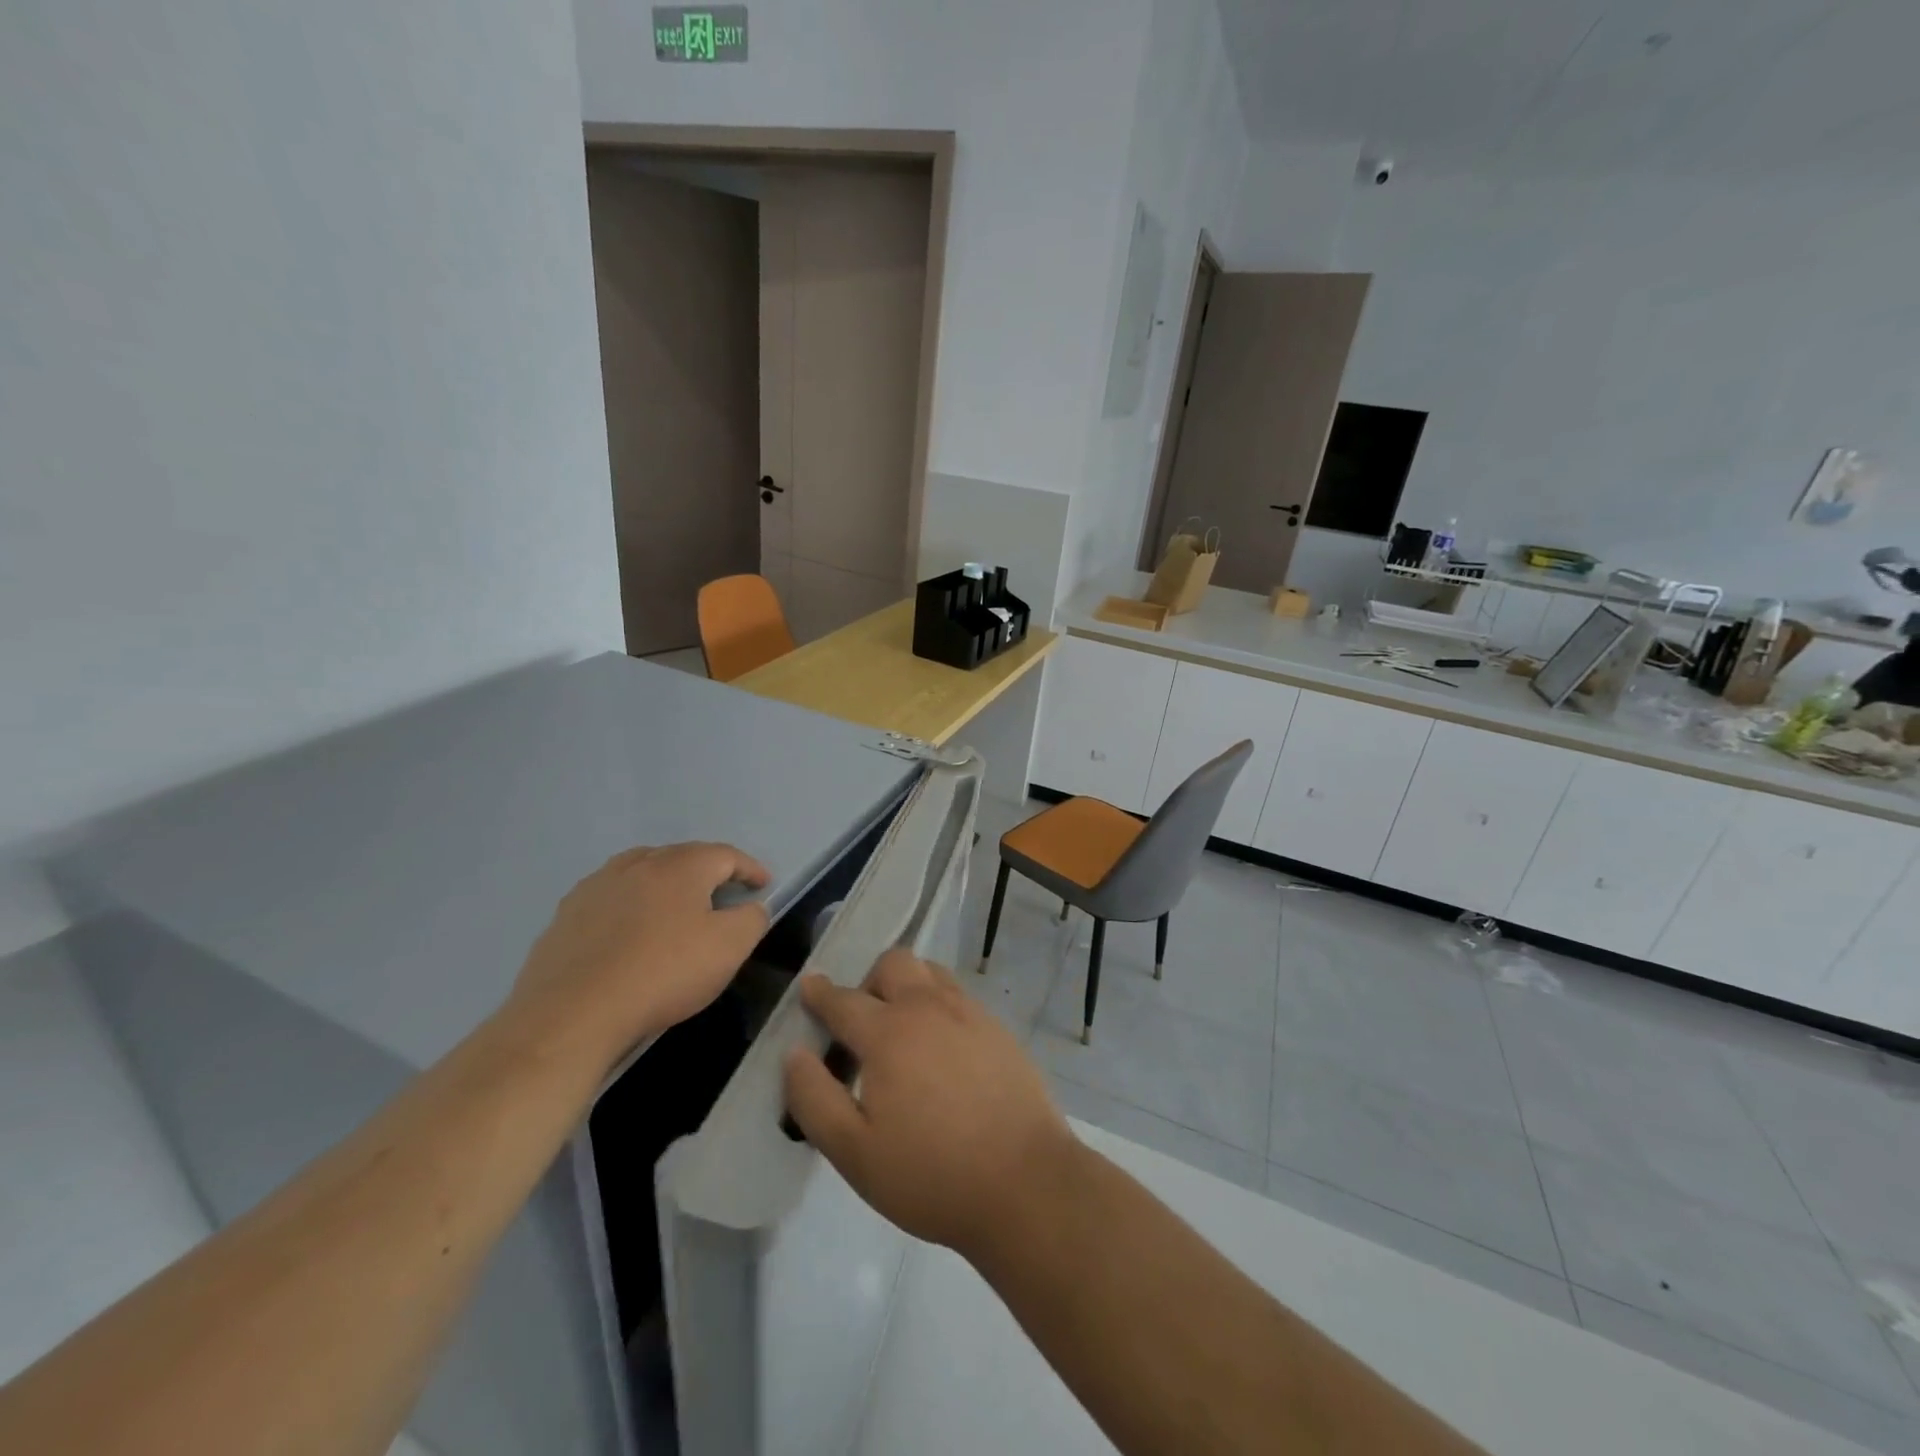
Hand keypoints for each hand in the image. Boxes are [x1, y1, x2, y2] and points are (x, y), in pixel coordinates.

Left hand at [505, 843, 770, 1071]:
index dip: (749, 868)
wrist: (572, 1014)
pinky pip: (611, 896)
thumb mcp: (729, 948)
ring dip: (665, 882)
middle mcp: (638, 863)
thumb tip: (752, 907)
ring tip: (675, 905)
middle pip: (682, 857)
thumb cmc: (663, 973)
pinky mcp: (567, 913)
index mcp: (681, 866)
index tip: (763, 885)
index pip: (726, 855)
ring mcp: (597, 885)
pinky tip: (628, 930)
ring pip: (642, 871)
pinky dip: (630, 904)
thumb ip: (752, 919)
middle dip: (708, 871)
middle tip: (723, 894)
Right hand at [783, 949, 1075, 1259]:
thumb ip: (815, 1099)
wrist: (1025, 1183)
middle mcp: (928, 1008)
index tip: (809, 986)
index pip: (844, 1000)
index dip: (820, 993)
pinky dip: (938, 1005)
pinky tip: (941, 1049)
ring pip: (930, 972)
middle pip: (892, 963)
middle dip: (868, 981)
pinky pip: (959, 996)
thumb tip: (794, 1053)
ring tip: (902, 1030)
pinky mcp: (999, 1029)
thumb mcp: (855, 1152)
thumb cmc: (931, 1173)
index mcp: (888, 1033)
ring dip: (907, 985)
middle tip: (862, 1025)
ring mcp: (970, 1014)